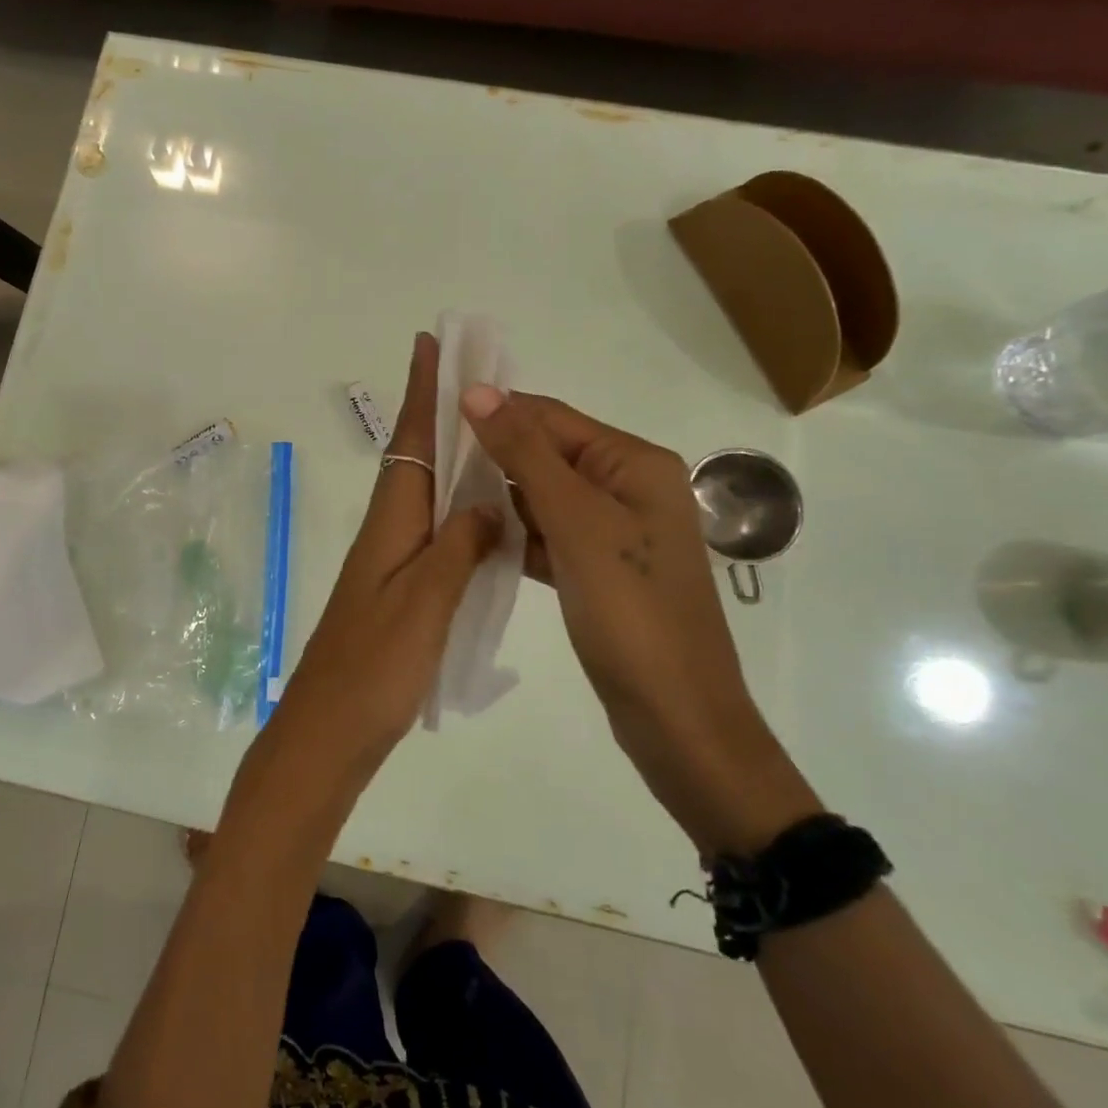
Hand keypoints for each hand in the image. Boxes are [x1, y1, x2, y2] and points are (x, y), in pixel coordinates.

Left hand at [266, 334, 502, 779]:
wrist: (329, 731)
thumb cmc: (373, 668)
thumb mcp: (424, 604)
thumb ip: (459, 547)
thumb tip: (487, 500)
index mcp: (391, 523)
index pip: (410, 440)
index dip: (421, 391)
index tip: (429, 342)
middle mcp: (388, 531)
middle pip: (416, 457)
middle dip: (440, 411)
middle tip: (476, 376)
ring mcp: (392, 561)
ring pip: (426, 492)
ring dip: (452, 455)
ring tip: (492, 432)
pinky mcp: (400, 590)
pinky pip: (435, 530)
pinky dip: (458, 508)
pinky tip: (485, 515)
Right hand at [459, 388, 819, 854]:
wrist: (676, 717)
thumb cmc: (630, 611)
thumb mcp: (575, 522)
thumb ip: (524, 453)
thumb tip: (477, 389)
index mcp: (634, 463)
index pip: (552, 418)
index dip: (496, 412)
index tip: (435, 414)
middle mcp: (629, 488)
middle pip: (548, 455)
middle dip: (494, 456)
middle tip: (431, 461)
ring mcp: (615, 532)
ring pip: (544, 497)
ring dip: (500, 497)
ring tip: (442, 497)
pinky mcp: (599, 570)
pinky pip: (549, 536)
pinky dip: (516, 535)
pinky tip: (475, 539)